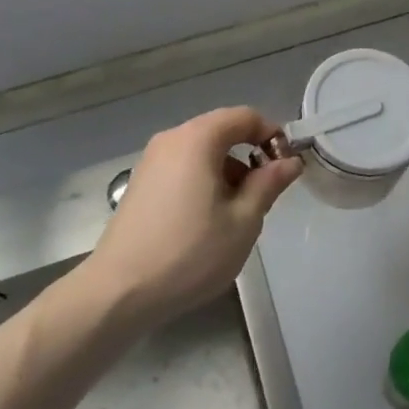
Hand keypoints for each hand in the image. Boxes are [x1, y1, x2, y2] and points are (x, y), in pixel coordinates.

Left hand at [85, 106, 303, 326]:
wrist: (118, 292)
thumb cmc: (189, 253)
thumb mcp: (243, 221)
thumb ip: (269, 184)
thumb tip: (290, 161)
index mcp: (197, 139)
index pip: (244, 116)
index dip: (271, 135)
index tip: (285, 167)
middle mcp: (172, 139)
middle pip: (222, 130)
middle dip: (249, 155)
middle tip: (264, 195)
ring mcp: (151, 161)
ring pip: (202, 151)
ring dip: (227, 170)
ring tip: (236, 214)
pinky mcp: (141, 183)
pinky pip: (183, 167)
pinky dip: (204, 180)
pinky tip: (207, 221)